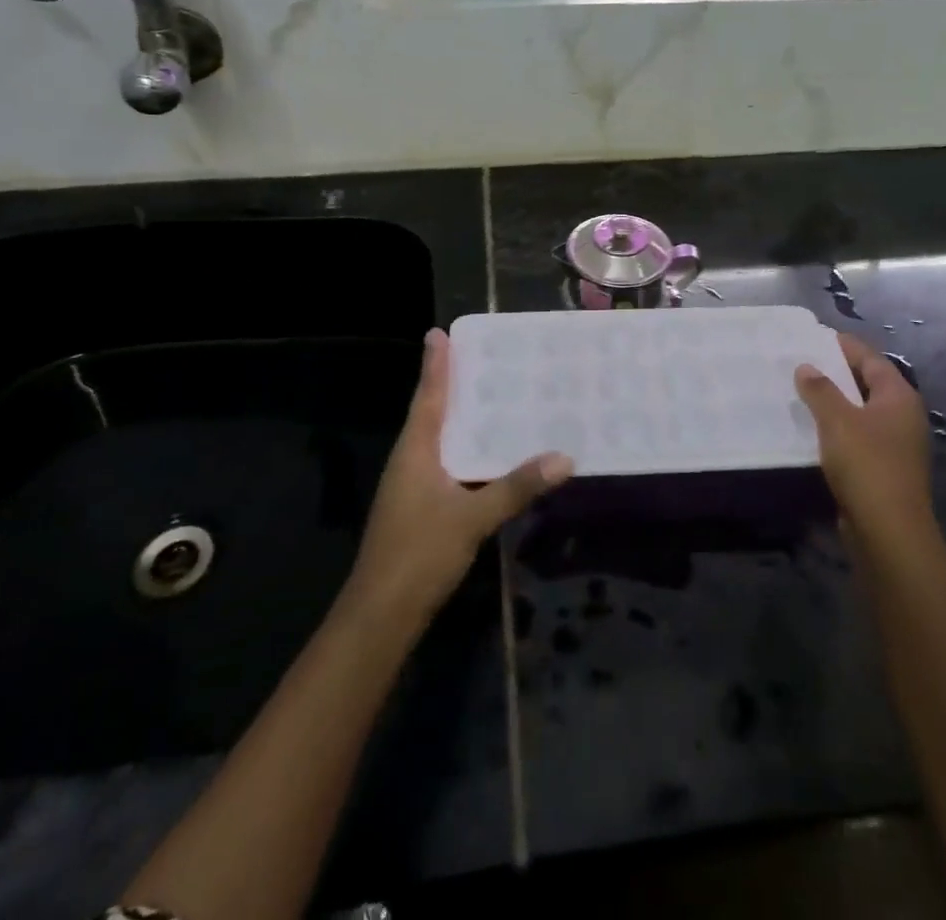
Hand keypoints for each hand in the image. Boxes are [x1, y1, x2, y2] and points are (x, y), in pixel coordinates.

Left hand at [347, 328, 572, 622]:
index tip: (439, 332)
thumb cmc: (419, 553)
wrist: (380, 614)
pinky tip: (491, 454)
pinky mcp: (420, 507)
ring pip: (441, 439)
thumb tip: (564, 457)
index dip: (435, 364)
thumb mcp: (472, 518)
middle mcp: (411, 459)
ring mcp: (413, 485)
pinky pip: (447, 464)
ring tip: (494, 396)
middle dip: (453, 384)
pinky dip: (467, 449)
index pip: (427, 395)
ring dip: (462, 417)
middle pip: (433, 412)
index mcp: (415, 450)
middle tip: (482, 356)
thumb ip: (516, 487)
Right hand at [795, 332, 933, 562]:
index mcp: (899, 397)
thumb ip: (820, 389)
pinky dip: (837, 428)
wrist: (889, 531)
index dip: (846, 346)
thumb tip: (806, 367)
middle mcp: (903, 417)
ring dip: (835, 402)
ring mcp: (896, 445)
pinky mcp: (884, 469)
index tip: (818, 337)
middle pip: (868, 384)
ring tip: (802, 392)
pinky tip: (813, 430)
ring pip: (862, 412)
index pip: (872, 360)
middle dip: (838, 373)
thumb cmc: (867, 464)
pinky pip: (858, 437)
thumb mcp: (837, 420)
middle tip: (804, 362)